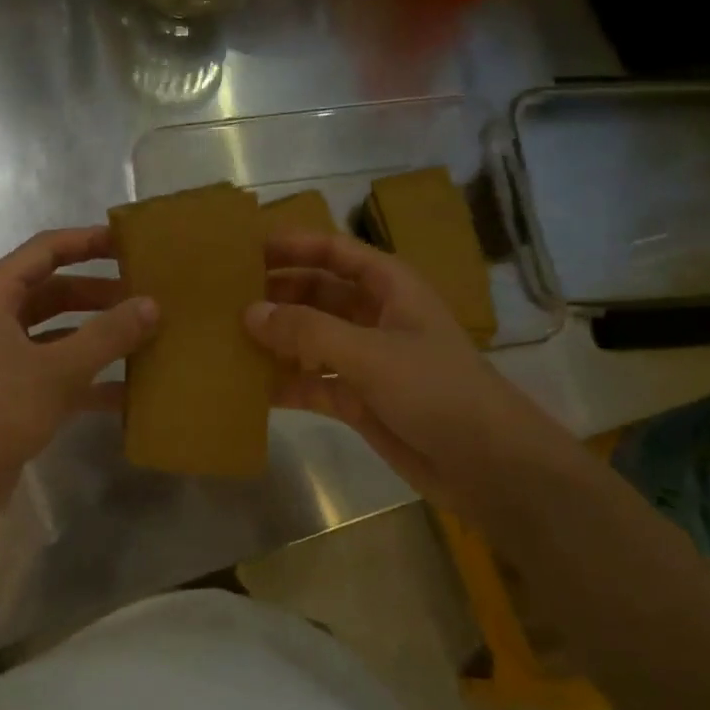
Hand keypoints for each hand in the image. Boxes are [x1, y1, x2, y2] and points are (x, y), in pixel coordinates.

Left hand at [0, 227, 156, 534]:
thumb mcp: (56, 370)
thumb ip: (107, 335)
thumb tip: (152, 304)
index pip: (47, 249)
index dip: (89, 241)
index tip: (133, 243)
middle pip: (56, 290)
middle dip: (101, 292)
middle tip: (150, 294)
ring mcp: (3, 356)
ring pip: (60, 332)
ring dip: (99, 335)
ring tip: (149, 336)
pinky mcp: (12, 392)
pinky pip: (58, 371)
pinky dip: (89, 377)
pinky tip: (130, 391)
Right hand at [245, 230, 573, 517]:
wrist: (485, 464)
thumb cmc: (435, 390)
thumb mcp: (369, 353)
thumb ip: (307, 331)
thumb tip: (249, 313)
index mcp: (389, 287)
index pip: (334, 251)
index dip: (293, 245)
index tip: (246, 249)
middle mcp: (374, 316)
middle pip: (316, 293)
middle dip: (276, 293)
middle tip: (224, 298)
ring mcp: (365, 358)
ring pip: (309, 338)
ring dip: (275, 338)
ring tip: (225, 338)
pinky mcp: (357, 398)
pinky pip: (311, 382)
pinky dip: (284, 382)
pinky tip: (247, 387)